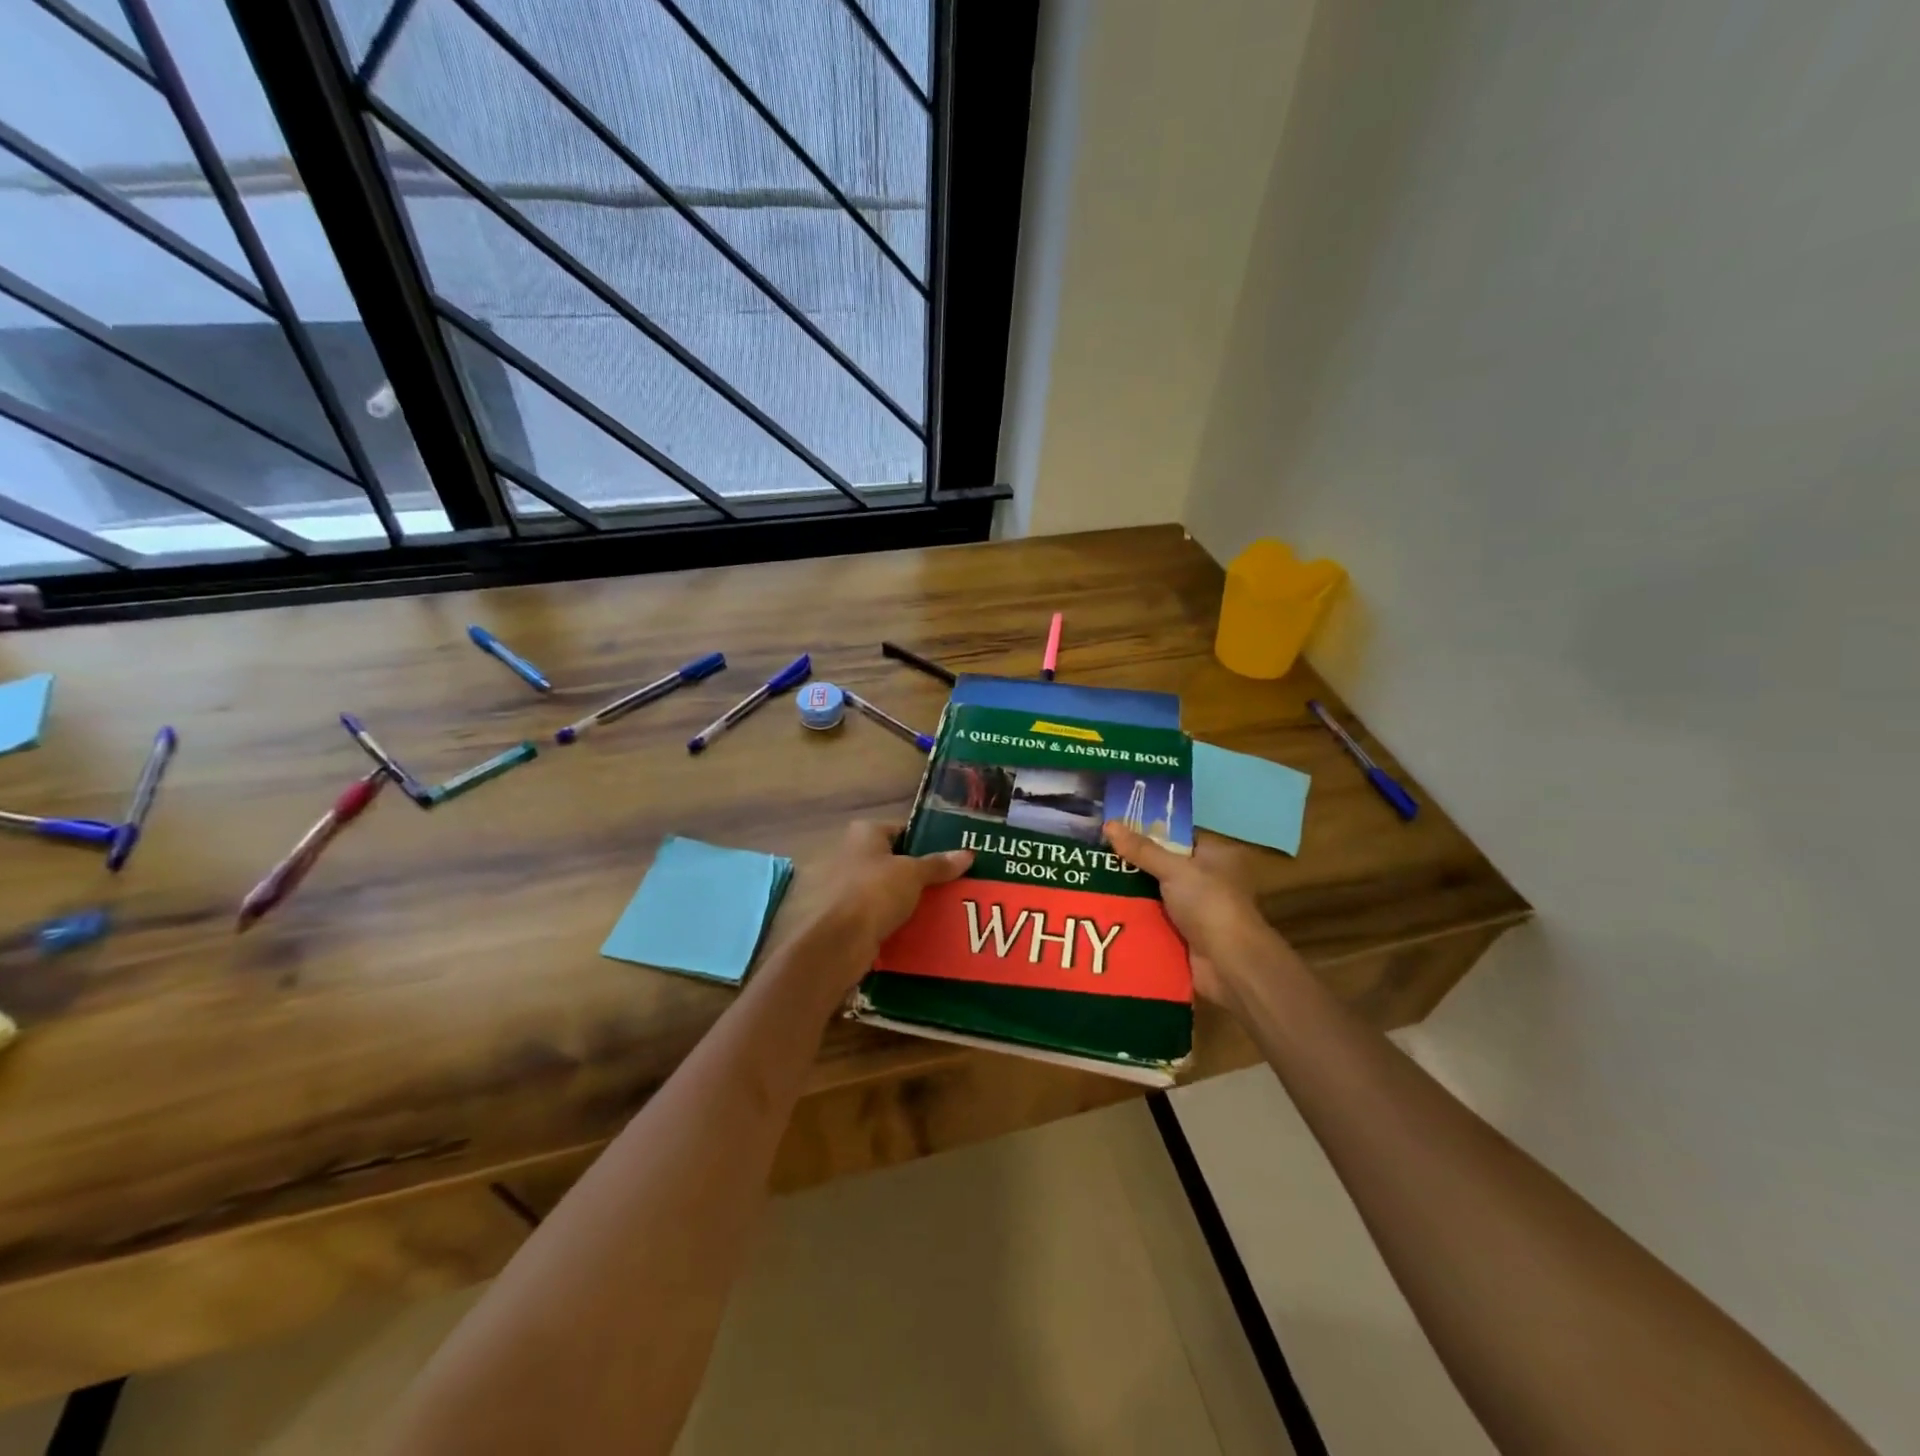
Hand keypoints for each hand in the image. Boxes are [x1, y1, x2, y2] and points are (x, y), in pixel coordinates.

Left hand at [809, 819, 971, 963]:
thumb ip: (939, 864)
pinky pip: (882, 915)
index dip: (928, 841)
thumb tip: (968, 853)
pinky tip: (924, 929)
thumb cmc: (874, 891)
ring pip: (890, 891)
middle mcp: (853, 855)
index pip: (903, 830)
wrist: (839, 941)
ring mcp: (848, 887)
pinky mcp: (849, 918)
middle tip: (955, 883)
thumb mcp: (913, 873)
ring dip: (912, 900)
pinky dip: (899, 921)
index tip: (954, 856)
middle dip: (922, 874)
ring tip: (946, 908)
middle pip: (896, 862)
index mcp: (864, 833)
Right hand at [1103, 822, 1294, 1009]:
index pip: (1176, 836)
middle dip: (1131, 863)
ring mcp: (1193, 909)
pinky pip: (1151, 919)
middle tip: (1094, 855)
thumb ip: (1141, 849)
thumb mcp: (1174, 869)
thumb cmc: (1208, 904)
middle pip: (1161, 865)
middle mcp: (1204, 879)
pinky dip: (1133, 916)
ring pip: (1153, 893)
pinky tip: (1104, 909)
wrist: (1229, 963)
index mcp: (1212, 856)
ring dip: (1129, 891)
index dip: (1146, 830)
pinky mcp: (1181, 934)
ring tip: (1090, 880)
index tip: (1113, 827)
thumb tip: (1108, 823)